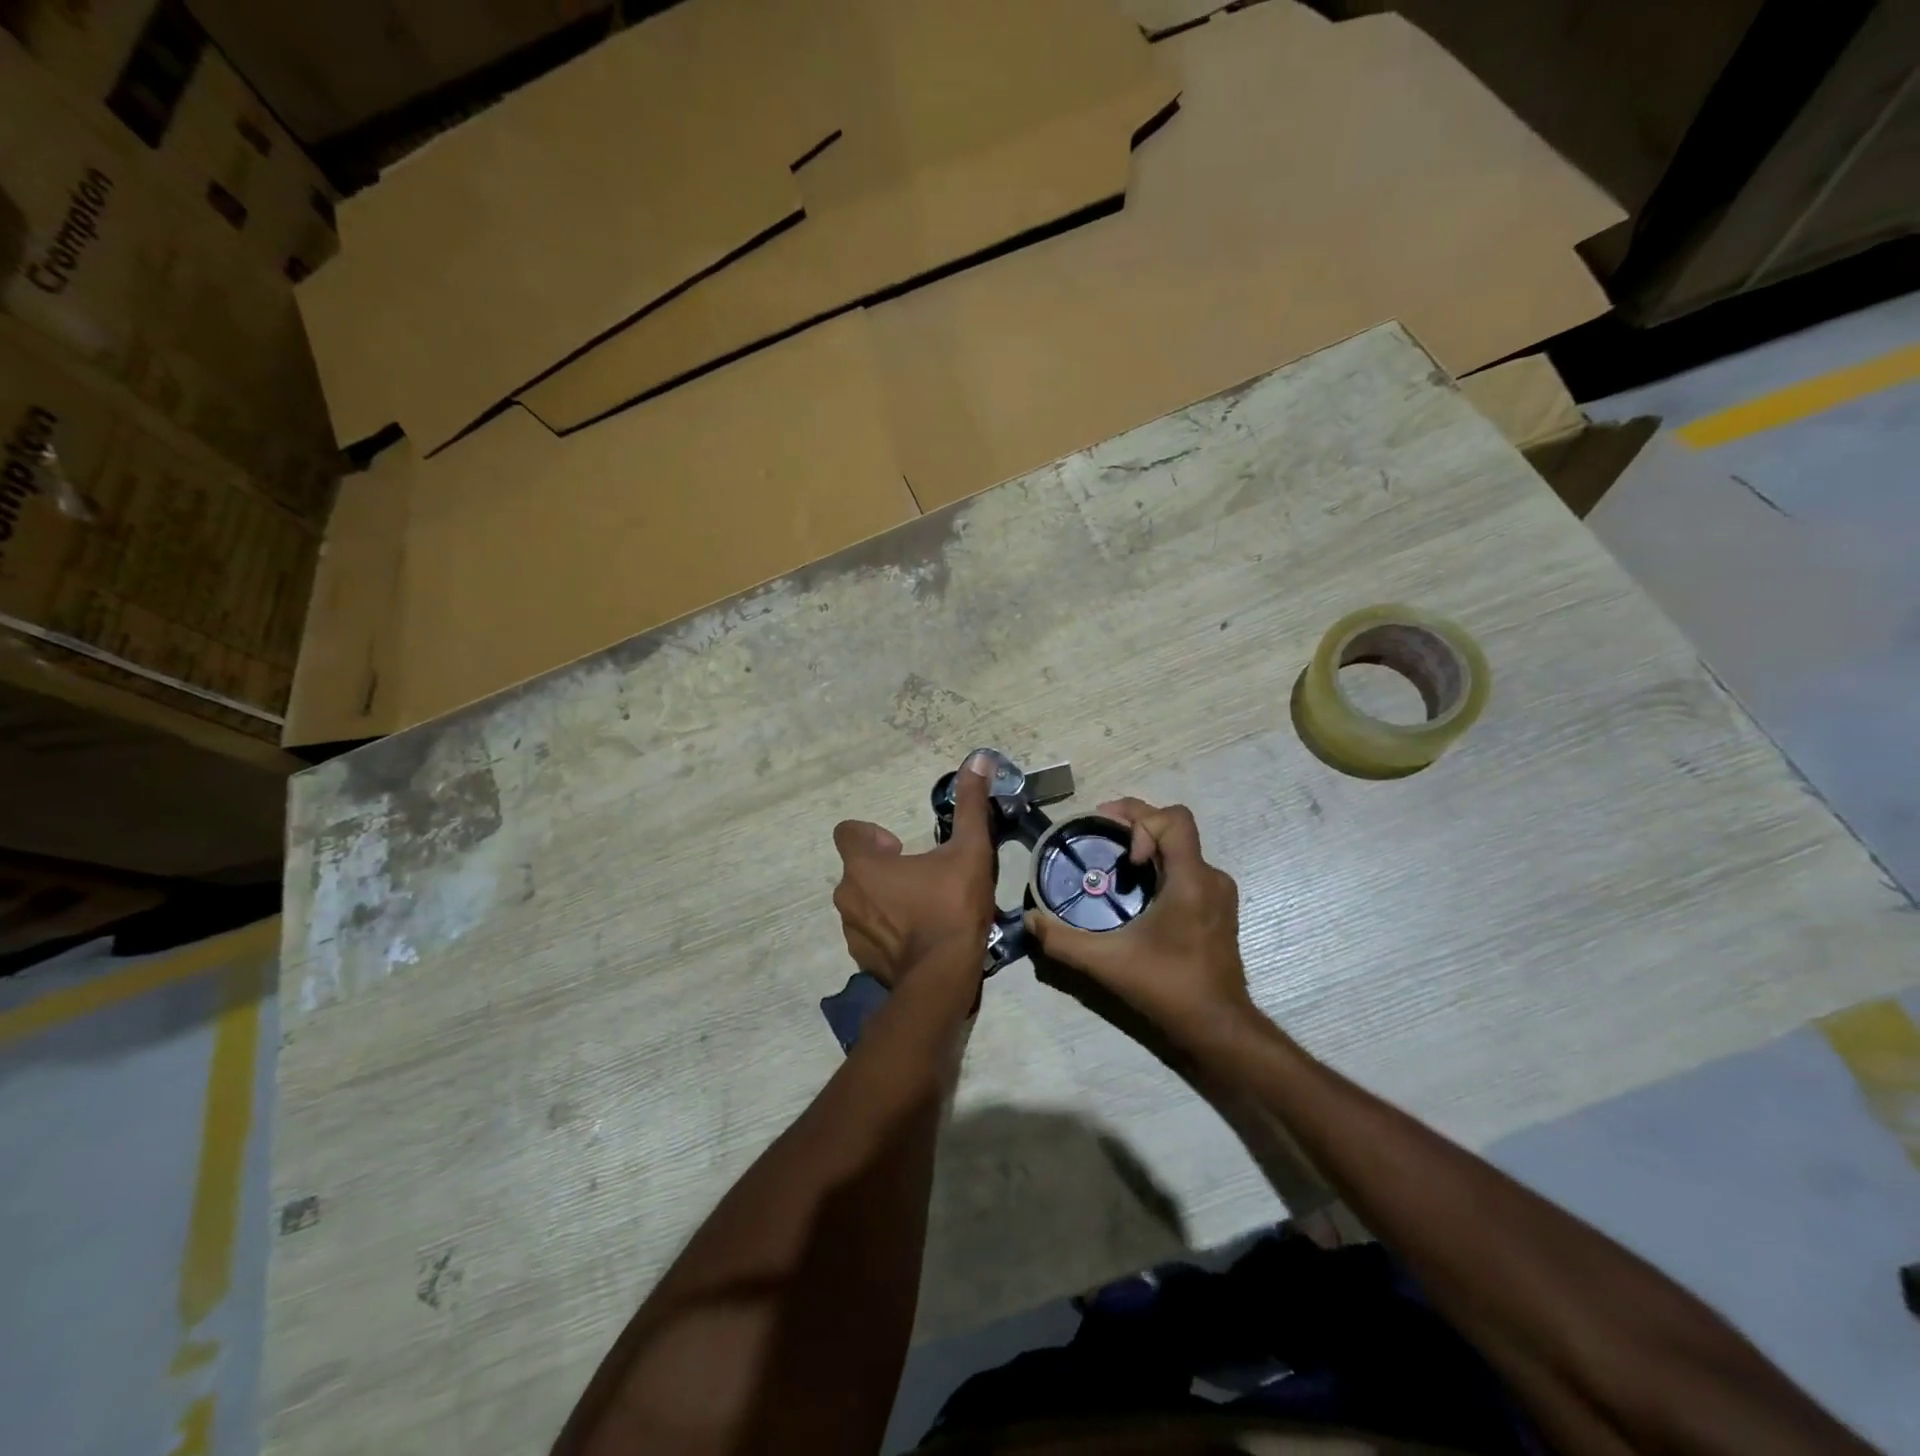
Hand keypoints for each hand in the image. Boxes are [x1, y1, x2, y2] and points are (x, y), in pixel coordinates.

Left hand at [831, 754, 996, 985]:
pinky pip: (869, 933)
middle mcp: (847, 895)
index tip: (902, 846)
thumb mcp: (969, 850)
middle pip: (857, 869)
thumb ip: (971, 805)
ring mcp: (851, 930)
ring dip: (884, 899)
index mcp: (863, 866)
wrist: (943, 977)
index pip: (847, 832)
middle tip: (922, 877)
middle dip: (884, 868)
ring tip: (922, 908)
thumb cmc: (952, 907)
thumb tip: (979, 759)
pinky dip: (887, 930)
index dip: (872, 835)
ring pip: (862, 902)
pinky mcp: (861, 959)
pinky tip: (918, 937)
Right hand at [1025, 798, 1252, 1039]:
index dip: (1140, 819)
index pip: (1174, 819)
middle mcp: (1211, 878)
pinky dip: (1162, 870)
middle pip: (1175, 829)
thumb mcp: (1107, 963)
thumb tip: (1031, 920)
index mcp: (1191, 879)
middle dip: (1138, 828)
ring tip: (1118, 870)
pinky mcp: (1219, 911)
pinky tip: (1139, 898)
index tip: (1120, 851)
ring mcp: (1219, 895)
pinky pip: (1188, 871)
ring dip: (1150, 850)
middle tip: (1105, 841)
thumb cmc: (1167, 987)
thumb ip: (1063, 940)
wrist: (1218, 1027)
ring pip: (1182, 851)